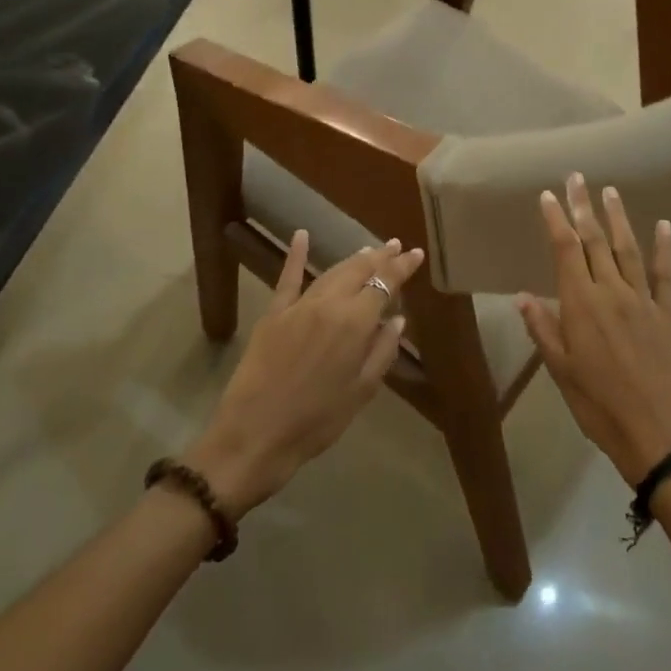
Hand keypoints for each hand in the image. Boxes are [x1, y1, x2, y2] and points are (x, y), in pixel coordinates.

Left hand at [185, 232, 422, 514]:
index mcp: (355, 323)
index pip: (385, 284)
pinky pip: (287, 278)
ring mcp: (298, 306)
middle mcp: (329, 304)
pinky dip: (294, 255)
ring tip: (369, 250)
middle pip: (359, 270)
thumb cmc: (316, 422)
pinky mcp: (273, 314)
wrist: (255, 436)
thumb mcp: (361, 392)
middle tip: (396, 246)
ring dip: (353, 259)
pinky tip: (301, 235)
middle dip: (381, 257)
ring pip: (331, 272)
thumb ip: (382, 351)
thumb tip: (397, 319)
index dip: (402, 267)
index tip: (416, 254)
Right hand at [515, 174, 670, 487]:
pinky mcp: (669, 312)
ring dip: (618, 218)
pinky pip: (664, 273)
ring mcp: (643, 300)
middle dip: (583, 207)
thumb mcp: (562, 373)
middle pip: (595, 241)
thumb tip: (522, 296)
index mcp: (581, 305)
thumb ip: (544, 330)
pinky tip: (663, 225)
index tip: (548, 195)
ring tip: (610, 192)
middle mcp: (612, 292)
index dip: (556, 220)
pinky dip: (663, 247)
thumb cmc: (601, 407)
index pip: (565, 250)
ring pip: (628, 249)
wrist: (661, 434)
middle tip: (577, 178)